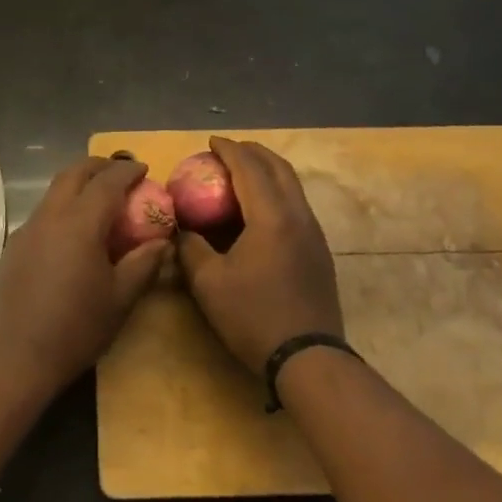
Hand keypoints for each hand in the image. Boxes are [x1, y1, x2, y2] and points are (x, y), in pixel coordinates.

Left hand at [0, 156, 169, 398]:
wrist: (14, 360)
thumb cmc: (76, 329)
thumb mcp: (120, 299)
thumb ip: (143, 263)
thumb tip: (162, 242)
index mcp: (79, 223)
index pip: (107, 181)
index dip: (127, 171)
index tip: (144, 169)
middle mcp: (49, 216)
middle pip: (73, 173)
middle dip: (99, 166)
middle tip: (121, 172)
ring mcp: (26, 230)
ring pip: (54, 191)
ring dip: (78, 185)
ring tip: (100, 200)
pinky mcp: (13, 248)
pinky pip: (43, 213)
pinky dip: (63, 207)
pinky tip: (74, 233)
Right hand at [177, 137, 340, 375]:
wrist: (308, 358)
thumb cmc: (253, 317)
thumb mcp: (208, 283)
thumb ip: (191, 248)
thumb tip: (182, 230)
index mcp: (271, 217)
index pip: (249, 168)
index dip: (229, 150)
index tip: (210, 142)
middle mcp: (298, 216)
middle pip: (279, 168)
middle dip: (253, 152)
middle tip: (227, 151)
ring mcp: (314, 234)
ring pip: (292, 186)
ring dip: (267, 172)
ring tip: (241, 175)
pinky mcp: (319, 251)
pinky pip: (296, 206)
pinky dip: (276, 193)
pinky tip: (258, 211)